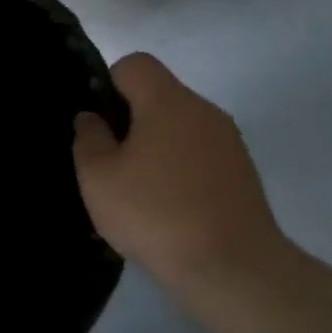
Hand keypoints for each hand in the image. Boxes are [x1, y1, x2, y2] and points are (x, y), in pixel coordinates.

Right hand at [73, 53, 289, 296]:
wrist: (233, 268)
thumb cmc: (154, 213)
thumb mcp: (98, 177)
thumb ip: (89, 138)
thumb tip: (92, 118)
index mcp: (168, 102)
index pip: (135, 64)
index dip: (109, 84)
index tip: (99, 123)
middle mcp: (204, 112)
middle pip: (159, 95)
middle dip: (130, 119)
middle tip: (109, 160)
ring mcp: (229, 143)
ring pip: (179, 126)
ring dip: (154, 145)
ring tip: (136, 189)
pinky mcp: (242, 173)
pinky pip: (199, 154)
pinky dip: (178, 168)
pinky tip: (166, 207)